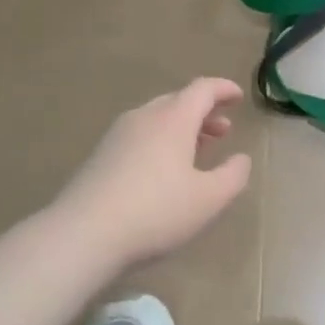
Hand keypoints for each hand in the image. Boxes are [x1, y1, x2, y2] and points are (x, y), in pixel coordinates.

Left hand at [56, 78, 252, 266]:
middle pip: (177, 101)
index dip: (223, 89)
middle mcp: (144, 118)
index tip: (238, 96)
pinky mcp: (100, 156)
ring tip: (197, 150)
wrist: (83, 234)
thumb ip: (233, 175)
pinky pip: (139, 136)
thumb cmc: (156, 212)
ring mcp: (117, 136)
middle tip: (223, 130)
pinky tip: (163, 171)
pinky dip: (160, 141)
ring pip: (156, 119)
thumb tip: (241, 159)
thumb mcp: (209, 199)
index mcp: (173, 119)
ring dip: (181, 128)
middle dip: (204, 112)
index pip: (202, 89)